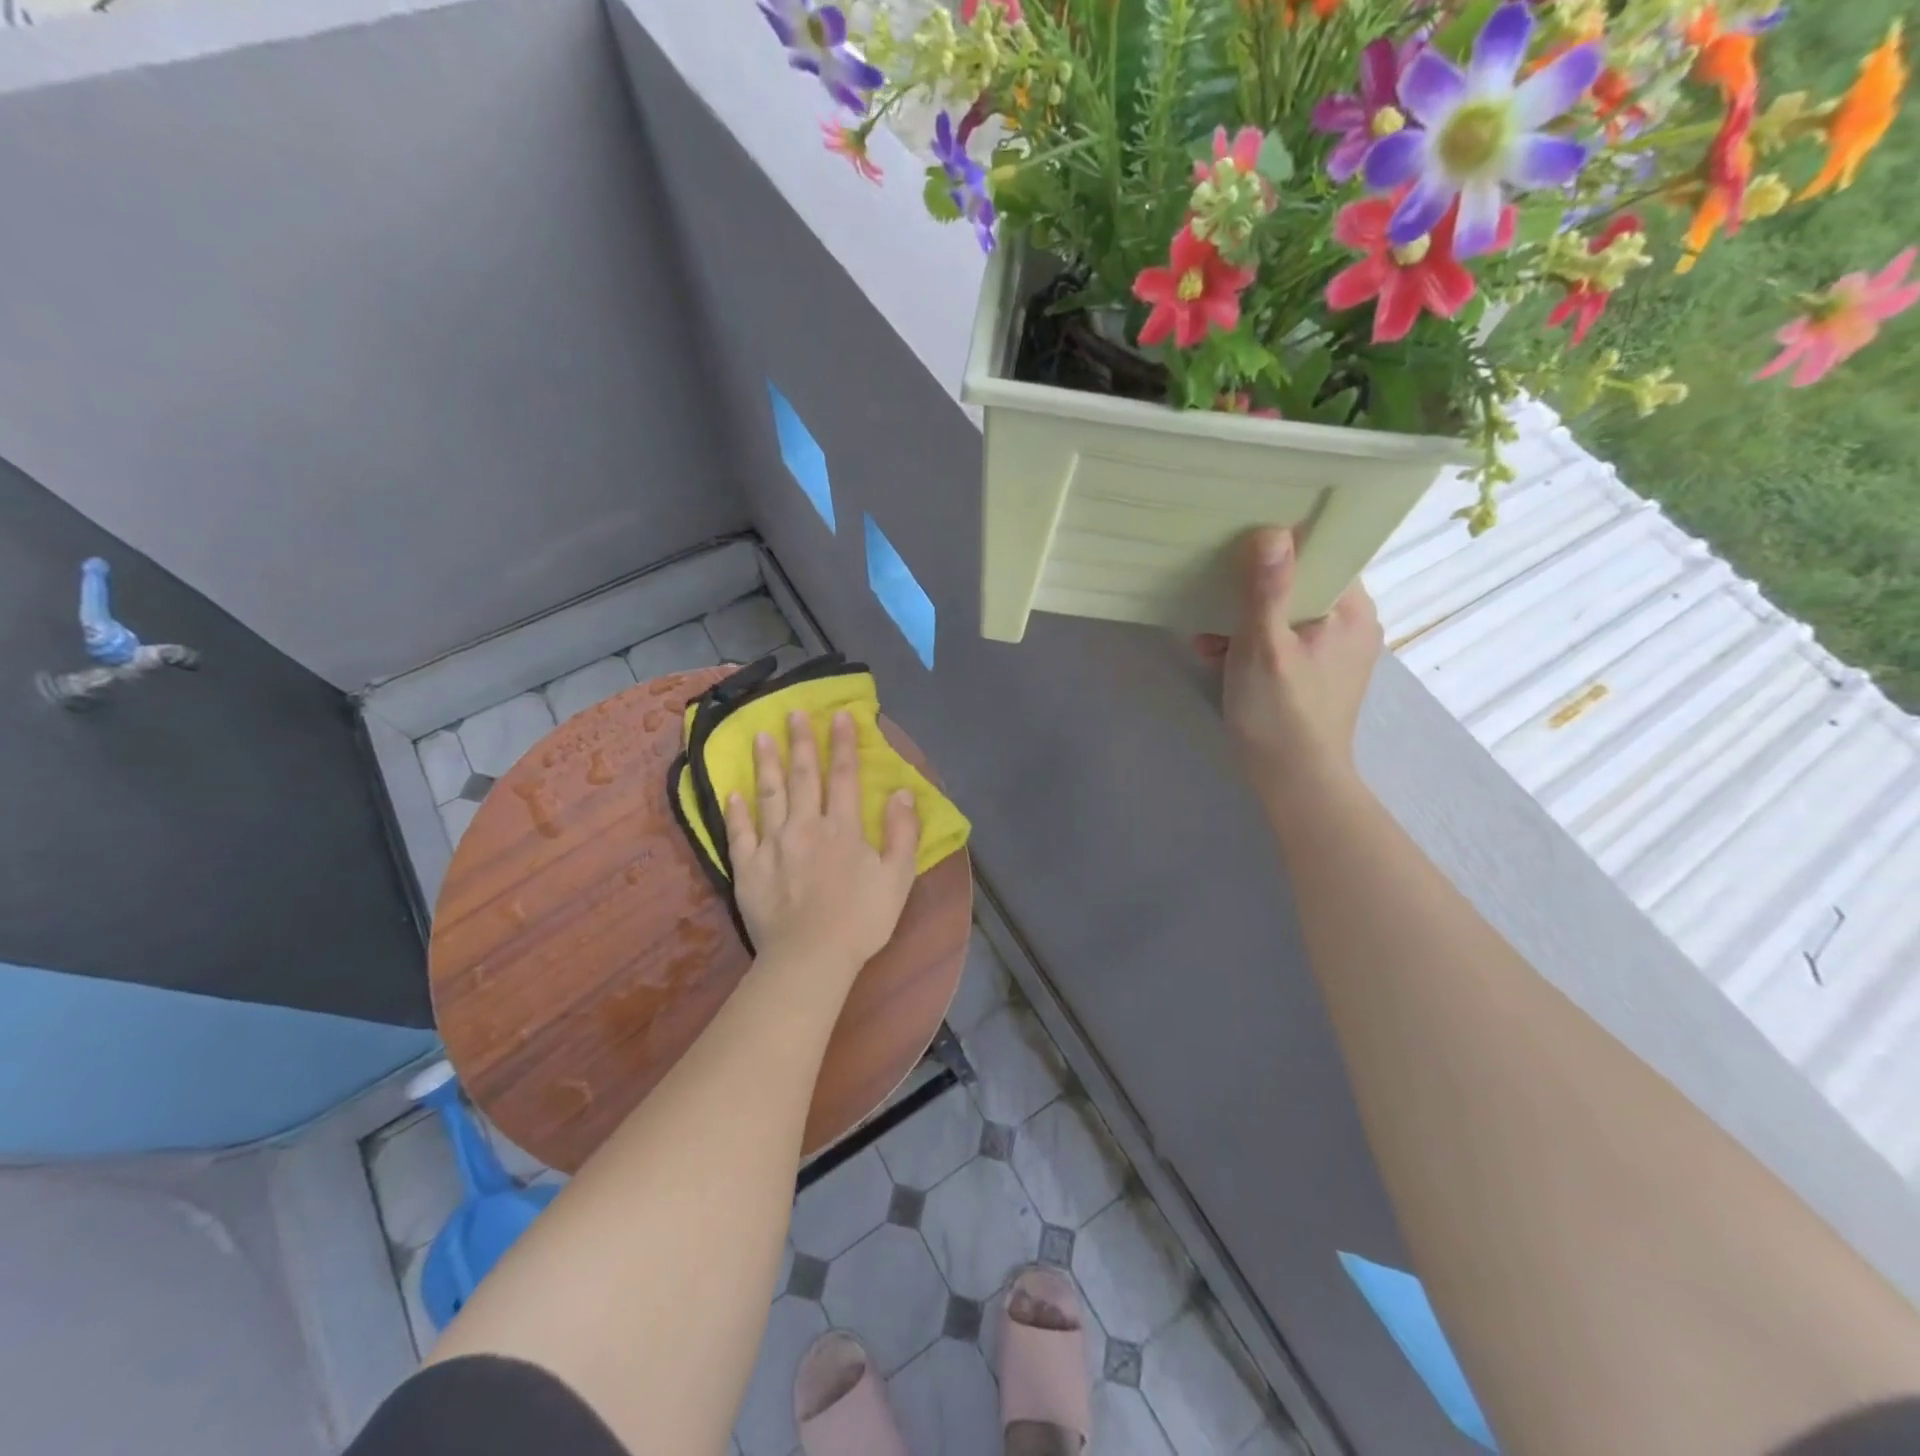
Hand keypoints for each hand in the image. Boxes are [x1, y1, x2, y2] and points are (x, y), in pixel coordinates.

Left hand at [724, 710, 921, 976]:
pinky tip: (732, 792)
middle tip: (792, 713)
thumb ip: (903, 832)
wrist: (811, 958)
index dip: (844, 744)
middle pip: (803, 777)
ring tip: (761, 736)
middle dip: (801, 742)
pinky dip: (736, 811)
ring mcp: (772, 845)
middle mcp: (805, 827)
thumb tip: (903, 792)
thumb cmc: (861, 919)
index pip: (844, 776)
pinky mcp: (748, 868)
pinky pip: (739, 833)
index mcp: (843, 829)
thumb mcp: (898, 878)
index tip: (840, 716)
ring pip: (768, 795)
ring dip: (766, 764)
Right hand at [1195, 527, 1382, 812]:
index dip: (1284, 540)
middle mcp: (1349, 623)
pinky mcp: (1314, 672)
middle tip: (1213, 587)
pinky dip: (1250, 642)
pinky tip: (1216, 653)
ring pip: (1285, 612)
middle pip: (1300, 582)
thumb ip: (1267, 590)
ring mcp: (1333, 650)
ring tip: (1206, 634)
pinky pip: (1281, 639)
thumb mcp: (1264, 647)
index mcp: (1350, 610)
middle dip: (1252, 586)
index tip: (1242, 534)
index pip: (1324, 552)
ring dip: (1244, 618)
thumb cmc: (1280, 714)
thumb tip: (1271, 530)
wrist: (1294, 782)